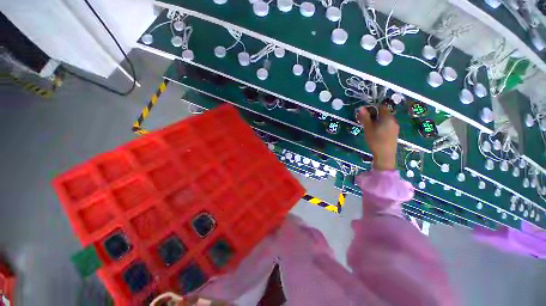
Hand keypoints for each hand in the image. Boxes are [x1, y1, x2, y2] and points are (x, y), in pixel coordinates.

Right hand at [355, 105, 398, 170]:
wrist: (385, 155)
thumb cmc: (375, 140)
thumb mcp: (368, 128)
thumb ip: (365, 117)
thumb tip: (361, 108)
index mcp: (387, 117)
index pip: (381, 107)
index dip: (373, 108)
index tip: (366, 114)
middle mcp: (393, 120)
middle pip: (384, 113)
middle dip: (375, 115)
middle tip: (366, 122)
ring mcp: (395, 127)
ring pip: (386, 120)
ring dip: (378, 121)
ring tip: (370, 128)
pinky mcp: (395, 133)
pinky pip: (388, 125)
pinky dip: (382, 126)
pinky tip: (377, 133)